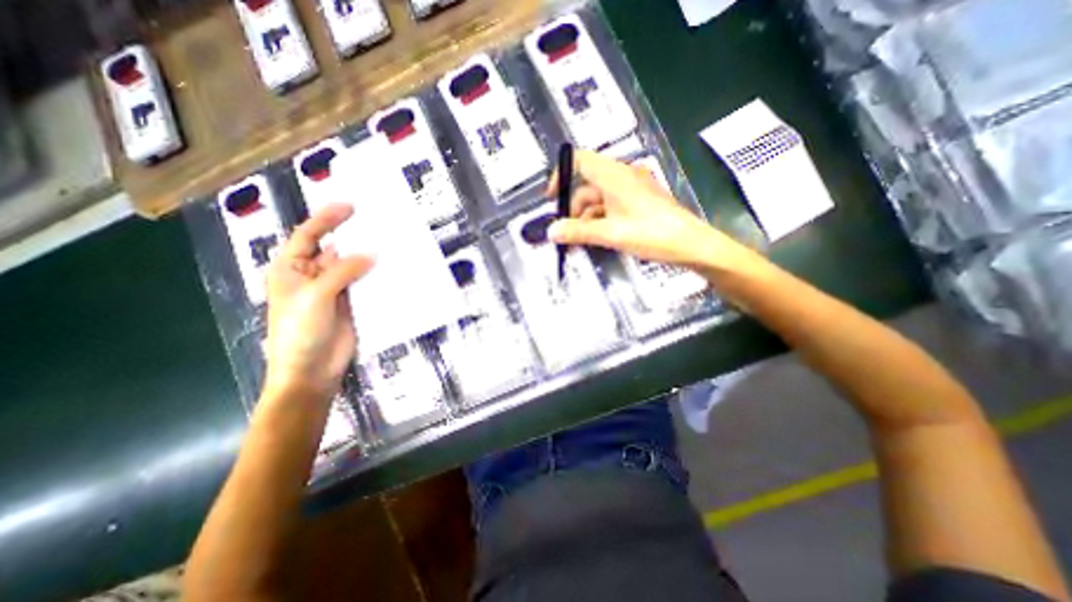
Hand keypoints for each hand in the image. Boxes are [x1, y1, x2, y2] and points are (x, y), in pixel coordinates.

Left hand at [261, 202, 372, 404]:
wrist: (311, 370)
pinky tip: (391, 268)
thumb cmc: (300, 332)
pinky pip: (365, 284)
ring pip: (353, 266)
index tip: (351, 207)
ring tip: (389, 242)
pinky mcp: (352, 303)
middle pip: (334, 248)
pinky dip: (376, 276)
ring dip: (368, 256)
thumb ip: (342, 272)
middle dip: (352, 235)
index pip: (308, 236)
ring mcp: (335, 290)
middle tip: (377, 222)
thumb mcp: (315, 296)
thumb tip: (371, 254)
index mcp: (292, 269)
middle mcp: (313, 275)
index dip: (326, 218)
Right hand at [548, 151, 756, 271]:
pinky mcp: (639, 203)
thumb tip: (551, 231)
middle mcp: (622, 177)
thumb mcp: (611, 234)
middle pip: (587, 186)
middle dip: (573, 209)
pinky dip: (600, 221)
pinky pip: (611, 208)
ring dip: (586, 219)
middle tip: (565, 234)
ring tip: (579, 242)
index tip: (551, 198)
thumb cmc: (652, 233)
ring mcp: (632, 190)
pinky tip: (597, 239)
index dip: (561, 175)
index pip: (580, 160)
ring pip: (599, 200)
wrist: (692, 245)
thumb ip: (578, 232)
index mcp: (614, 175)